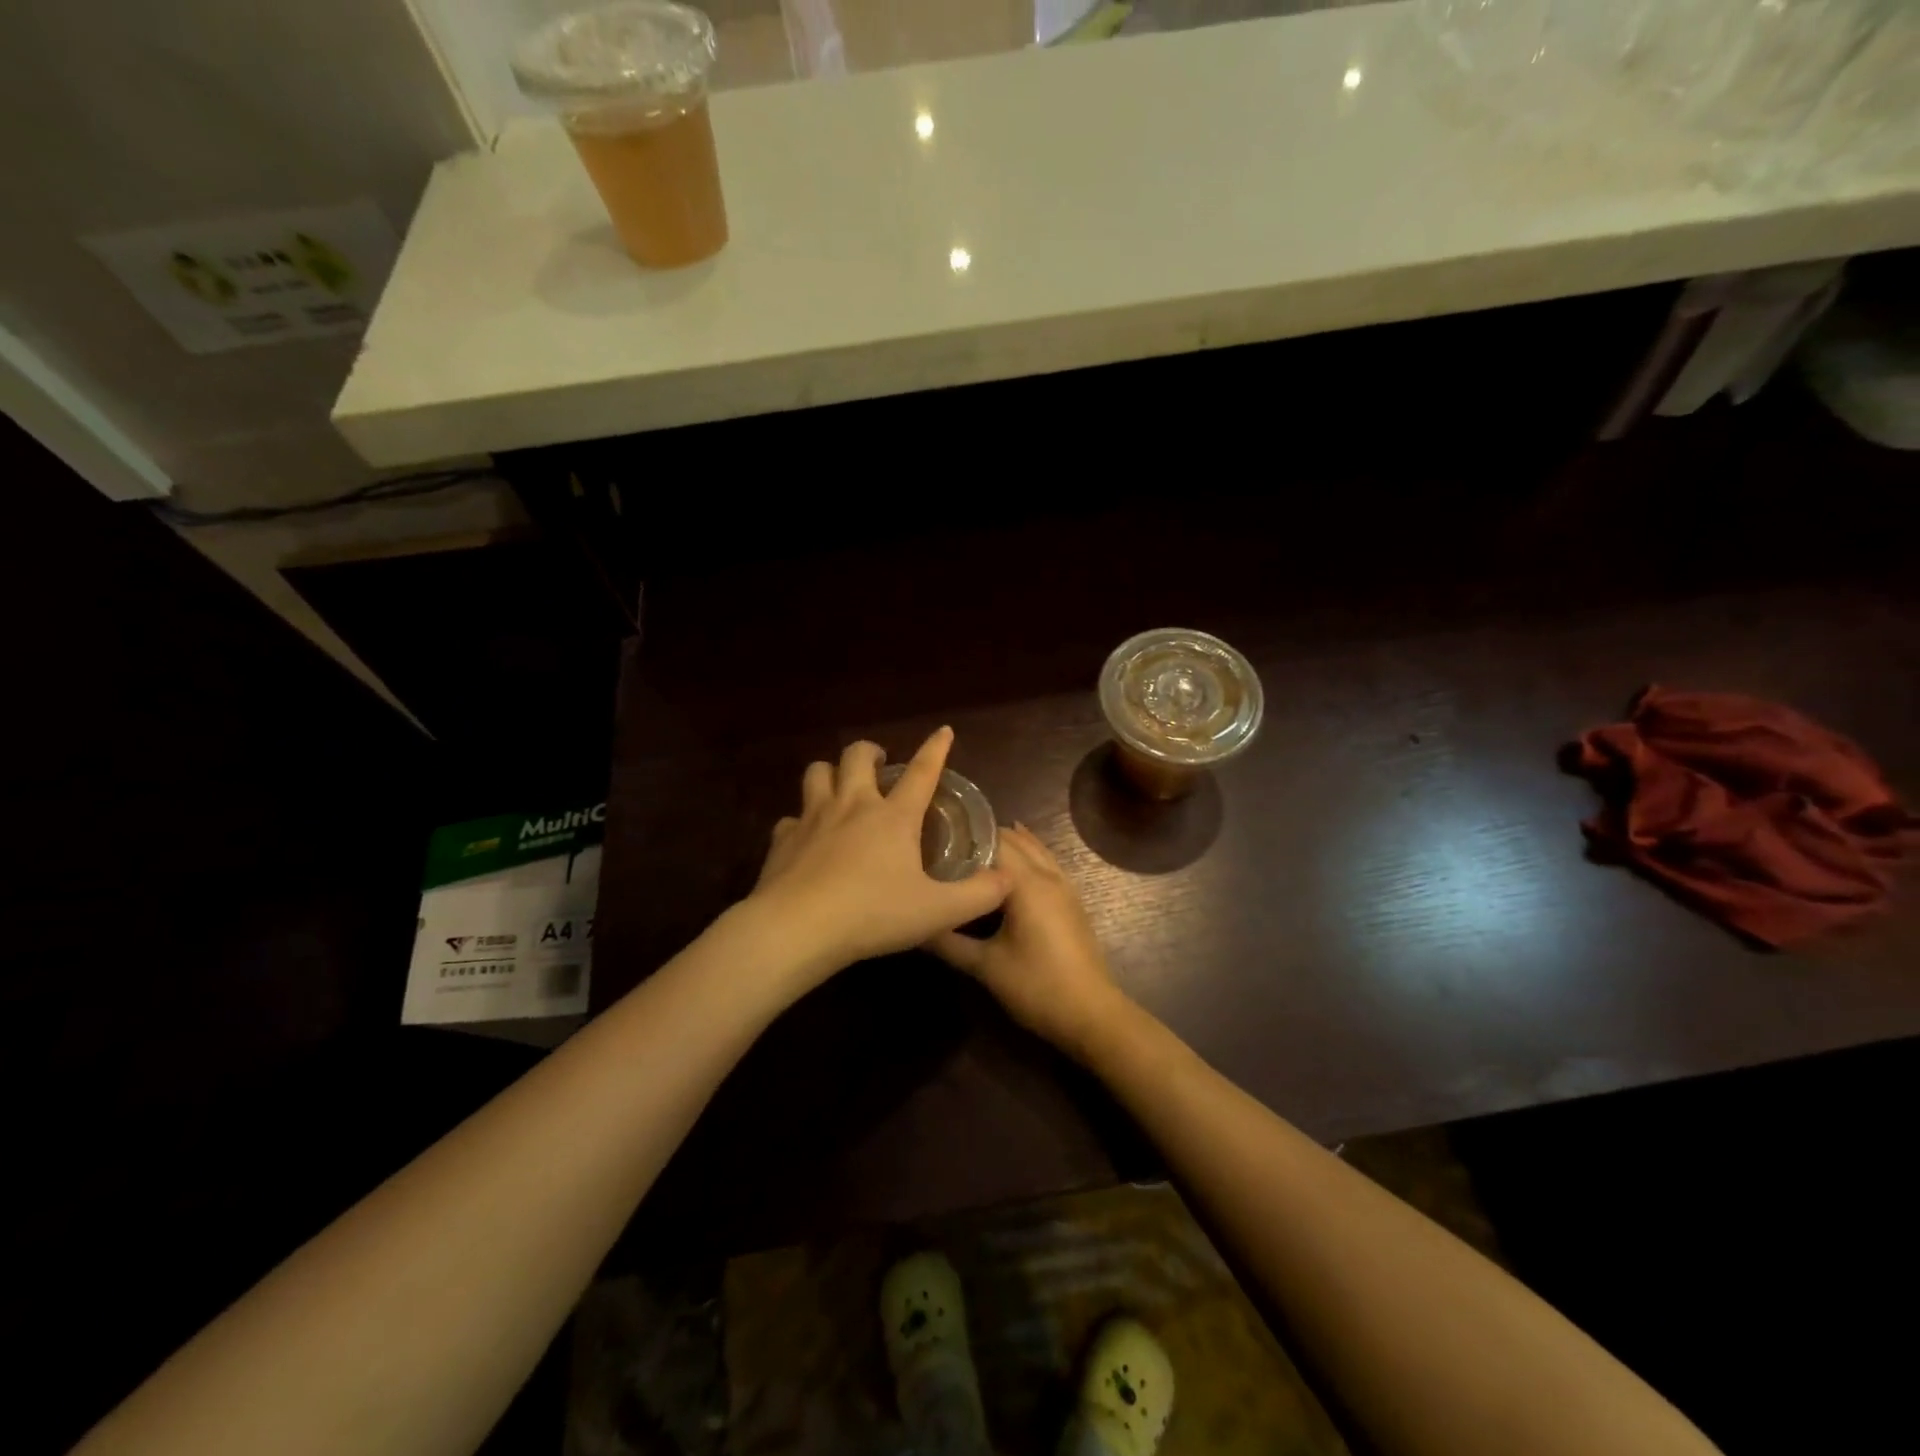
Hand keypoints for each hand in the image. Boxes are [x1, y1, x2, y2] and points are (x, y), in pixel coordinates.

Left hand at [748, 728, 1011, 983]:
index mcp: (893, 817)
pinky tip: (806, 839)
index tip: (943, 731)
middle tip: (880, 764)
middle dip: (870, 751)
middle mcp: (852, 805)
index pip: (922, 772)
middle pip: (856, 756)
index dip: (936, 749)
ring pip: (817, 773)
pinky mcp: (782, 839)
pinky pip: (790, 818)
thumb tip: (1006, 878)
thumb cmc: (873, 915)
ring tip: (840, 787)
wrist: (797, 928)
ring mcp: (812, 818)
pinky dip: (800, 822)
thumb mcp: (938, 912)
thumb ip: (979, 895)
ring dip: (830, 773)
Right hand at [927, 822, 1129, 1056]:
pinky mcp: (1071, 900)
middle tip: (947, 845)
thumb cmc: (1036, 986)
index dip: (963, 836)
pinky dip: (1028, 854)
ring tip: (973, 847)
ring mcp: (1064, 885)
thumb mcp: (985, 966)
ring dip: (1008, 843)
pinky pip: (1047, 862)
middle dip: (982, 838)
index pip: (992, 841)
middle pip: (1014, 840)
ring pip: (1034, 848)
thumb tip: (916, 926)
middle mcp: (1047, 875)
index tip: (934, 841)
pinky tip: (1013, 864)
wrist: (1090, 1013)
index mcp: (1026, 883)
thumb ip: (948, 942)